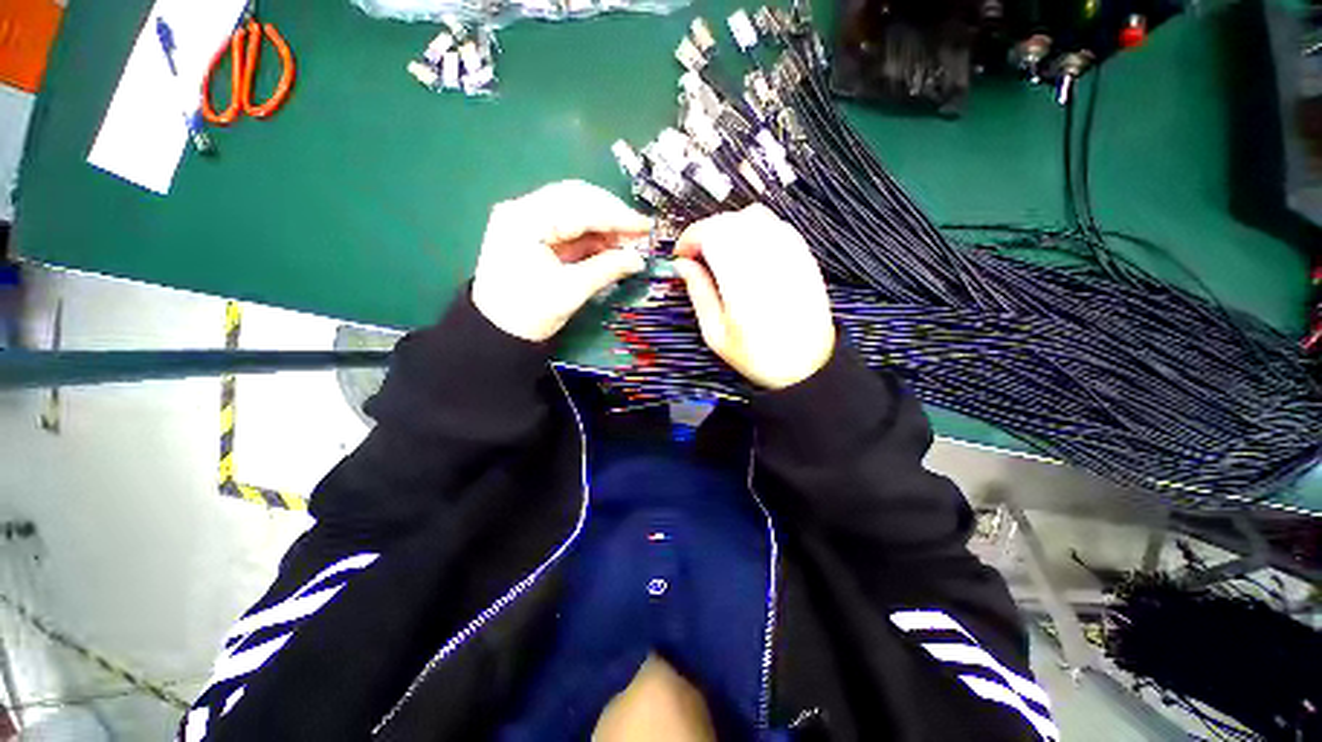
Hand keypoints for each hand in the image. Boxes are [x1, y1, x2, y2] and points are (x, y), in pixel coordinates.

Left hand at [472, 180, 650, 341]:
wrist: (496, 331)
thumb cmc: (529, 314)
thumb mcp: (571, 292)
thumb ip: (606, 269)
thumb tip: (639, 259)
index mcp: (525, 220)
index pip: (579, 207)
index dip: (617, 216)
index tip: (646, 227)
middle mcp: (523, 209)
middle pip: (576, 198)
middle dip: (611, 214)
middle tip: (640, 232)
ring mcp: (526, 218)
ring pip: (574, 207)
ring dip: (603, 222)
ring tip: (628, 239)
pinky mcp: (532, 231)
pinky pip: (568, 223)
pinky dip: (591, 232)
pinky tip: (610, 243)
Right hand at [672, 205, 834, 389]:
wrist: (807, 365)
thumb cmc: (756, 356)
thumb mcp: (716, 334)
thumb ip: (698, 293)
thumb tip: (682, 265)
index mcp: (742, 280)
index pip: (711, 233)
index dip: (690, 238)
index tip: (680, 255)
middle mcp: (767, 258)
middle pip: (730, 220)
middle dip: (706, 232)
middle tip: (696, 256)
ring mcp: (790, 253)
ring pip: (753, 216)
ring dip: (729, 228)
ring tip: (721, 253)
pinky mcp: (803, 255)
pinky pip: (775, 224)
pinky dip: (753, 229)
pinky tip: (747, 253)